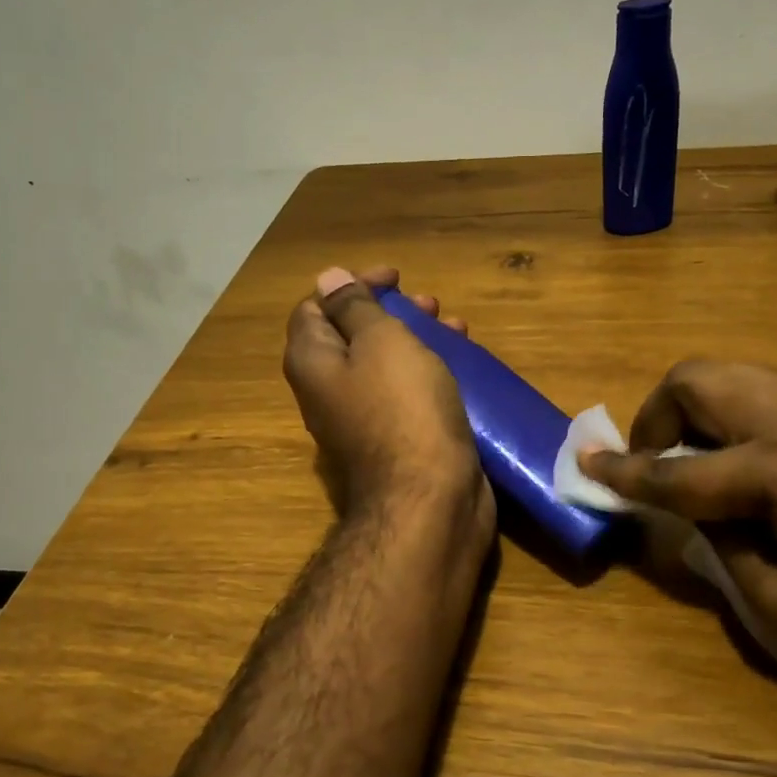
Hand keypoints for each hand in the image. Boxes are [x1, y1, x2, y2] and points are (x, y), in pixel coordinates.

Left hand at [283, 266, 493, 537]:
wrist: (428, 499)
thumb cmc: (403, 408)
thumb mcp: (380, 342)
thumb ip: (354, 307)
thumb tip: (327, 278)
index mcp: (313, 363)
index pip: (315, 307)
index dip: (351, 284)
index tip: (395, 278)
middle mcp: (328, 390)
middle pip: (352, 334)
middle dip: (391, 311)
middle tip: (429, 303)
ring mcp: (362, 418)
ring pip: (384, 363)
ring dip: (417, 338)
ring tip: (455, 327)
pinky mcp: (396, 438)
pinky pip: (406, 392)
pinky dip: (429, 370)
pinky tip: (463, 364)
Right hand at [581, 361, 776, 692]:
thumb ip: (725, 550)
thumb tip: (699, 514)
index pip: (680, 470)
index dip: (626, 471)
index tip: (587, 462)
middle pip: (703, 378)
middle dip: (659, 413)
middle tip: (654, 458)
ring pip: (743, 376)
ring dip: (703, 409)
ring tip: (703, 461)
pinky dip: (747, 418)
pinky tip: (764, 470)